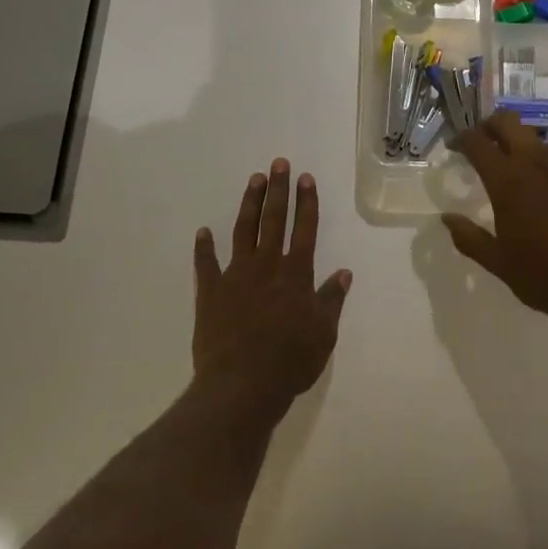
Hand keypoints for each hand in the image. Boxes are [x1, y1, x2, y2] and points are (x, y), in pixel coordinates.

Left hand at [192, 159, 352, 415]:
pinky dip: (204, 247)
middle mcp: (267, 266)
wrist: (242, 385)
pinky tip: (203, 231)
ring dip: (249, 205)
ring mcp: (236, 276)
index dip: (306, 202)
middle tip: (277, 163)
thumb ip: (331, 299)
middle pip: (274, 220)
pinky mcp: (211, 293)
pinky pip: (206, 265)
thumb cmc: (290, 360)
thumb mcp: (324, 333)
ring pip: (243, 232)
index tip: (305, 178)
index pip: (305, 228)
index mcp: (296, 274)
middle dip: (277, 190)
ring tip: (253, 181)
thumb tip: (343, 273)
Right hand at [443, 112, 547, 330]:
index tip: (453, 147)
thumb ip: (468, 237)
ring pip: (531, 135)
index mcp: (507, 182)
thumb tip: (446, 217)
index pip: (478, 142)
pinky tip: (534, 179)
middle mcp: (534, 164)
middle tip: (478, 143)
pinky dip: (536, 154)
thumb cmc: (542, 276)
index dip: (461, 138)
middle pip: (507, 122)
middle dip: (488, 125)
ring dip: (514, 139)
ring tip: (504, 162)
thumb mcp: (497, 262)